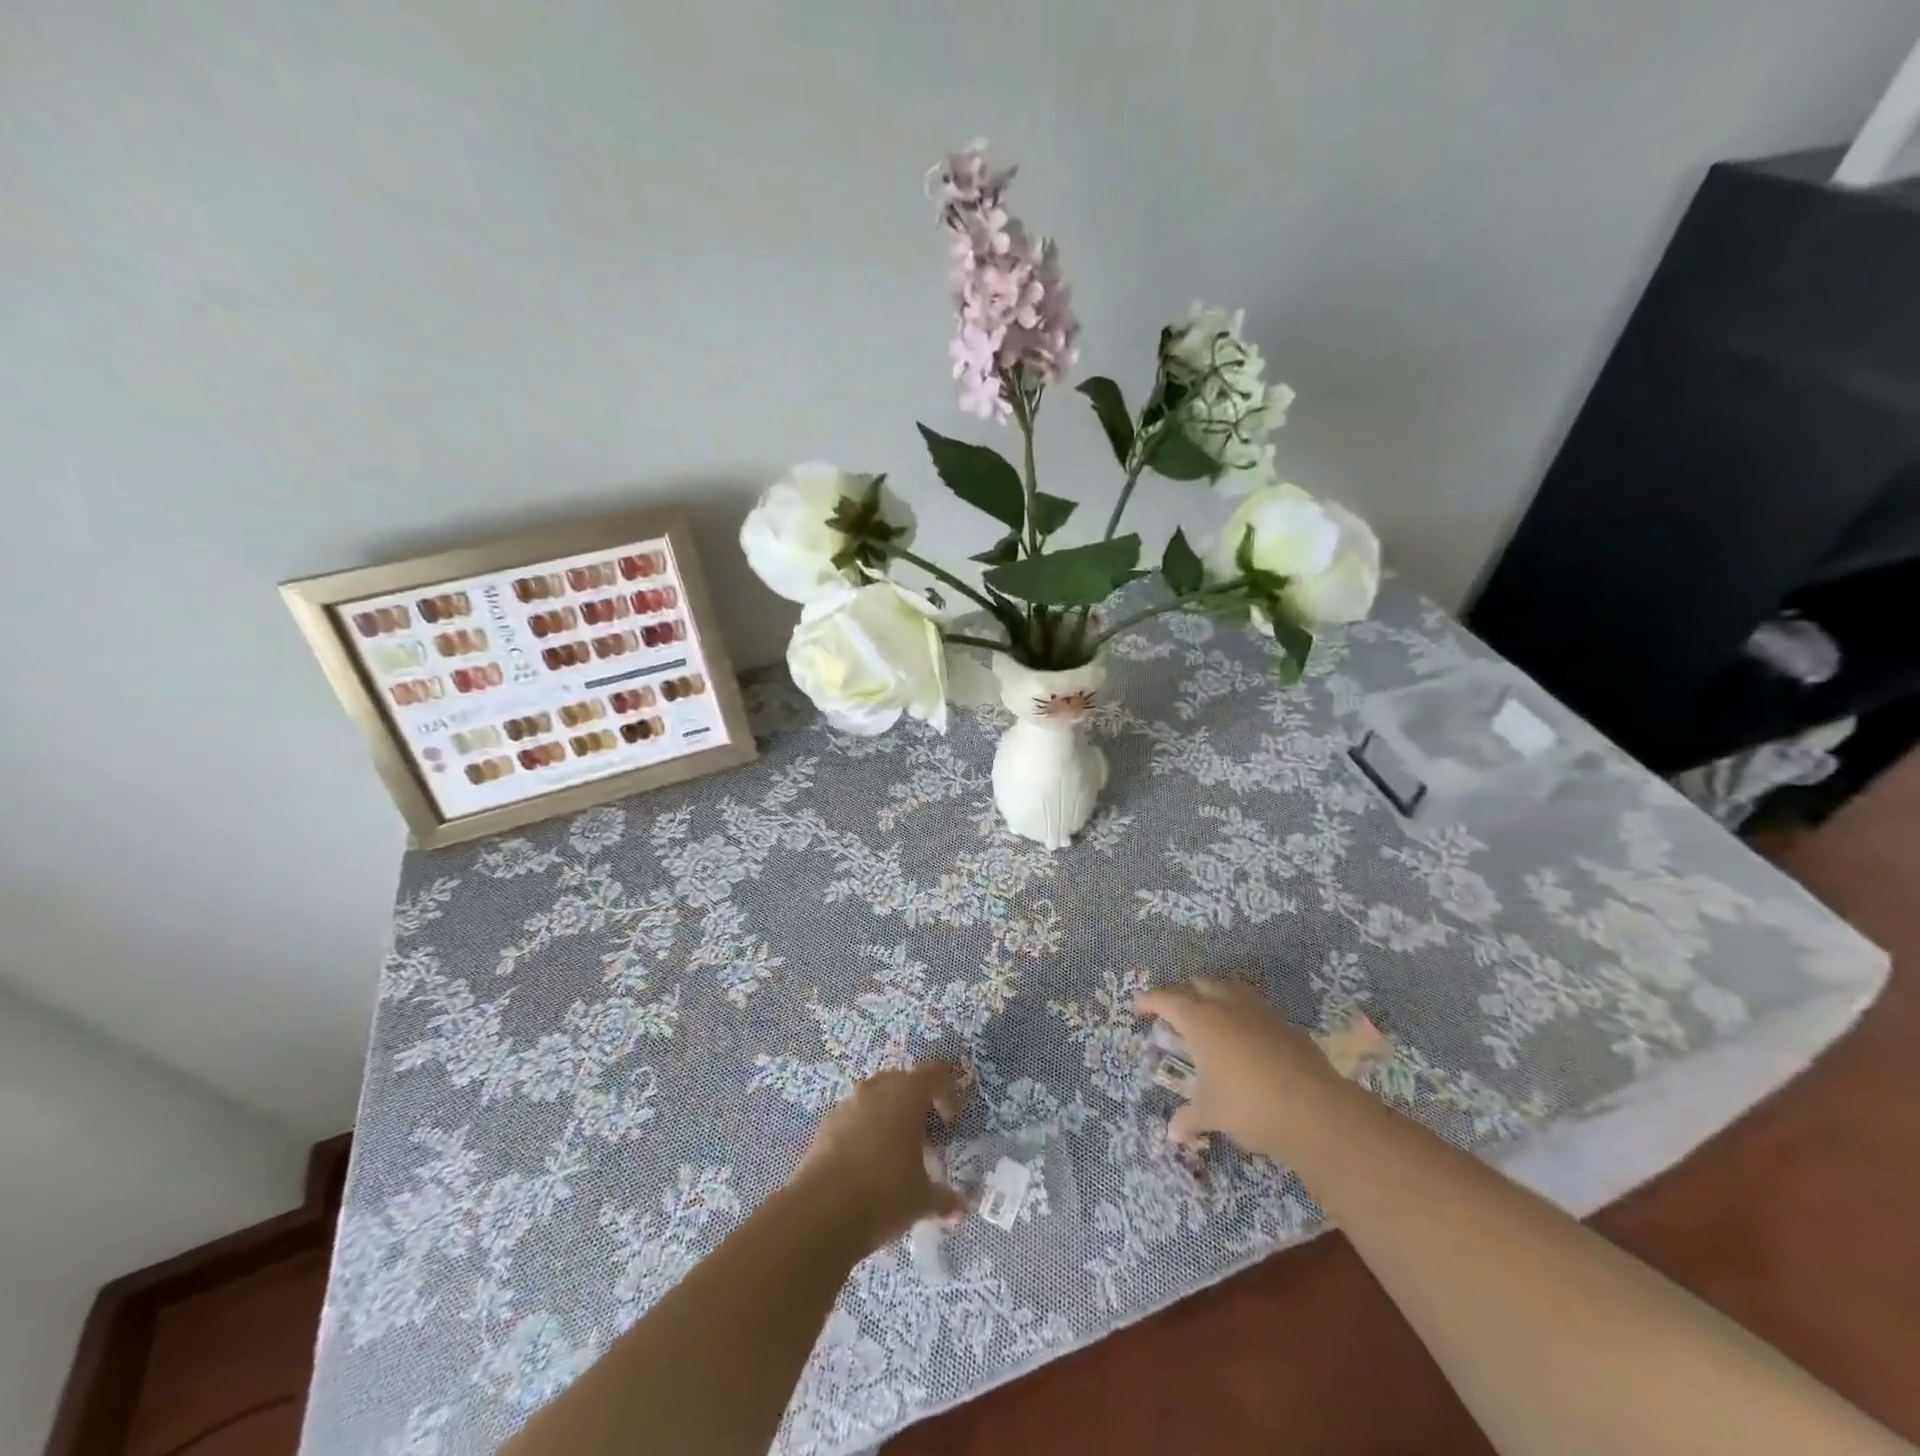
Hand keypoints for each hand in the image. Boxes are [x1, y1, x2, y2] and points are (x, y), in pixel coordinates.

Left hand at [795, 1062, 969, 1249]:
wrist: (822, 1211)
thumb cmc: (884, 1193)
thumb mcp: (921, 1200)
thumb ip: (944, 1199)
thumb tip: (961, 1209)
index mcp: (907, 1095)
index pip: (935, 1073)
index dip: (947, 1090)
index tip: (949, 1121)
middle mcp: (877, 1089)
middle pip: (903, 1080)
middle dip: (915, 1101)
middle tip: (923, 1133)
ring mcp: (848, 1104)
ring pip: (875, 1095)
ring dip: (888, 1113)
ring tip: (894, 1148)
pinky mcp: (826, 1123)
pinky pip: (853, 1115)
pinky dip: (864, 1128)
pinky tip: (866, 1161)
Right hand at [1136, 977, 1343, 1154]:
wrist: (1313, 1108)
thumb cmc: (1248, 1104)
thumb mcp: (1211, 1113)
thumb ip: (1189, 1118)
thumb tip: (1172, 1134)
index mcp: (1200, 1020)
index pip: (1166, 999)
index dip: (1149, 1001)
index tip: (1139, 1008)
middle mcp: (1226, 1005)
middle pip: (1198, 984)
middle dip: (1184, 993)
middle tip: (1176, 1013)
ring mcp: (1258, 1011)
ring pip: (1229, 988)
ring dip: (1215, 995)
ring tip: (1210, 1016)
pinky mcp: (1284, 1023)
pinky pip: (1254, 1007)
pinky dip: (1242, 1014)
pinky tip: (1245, 1036)